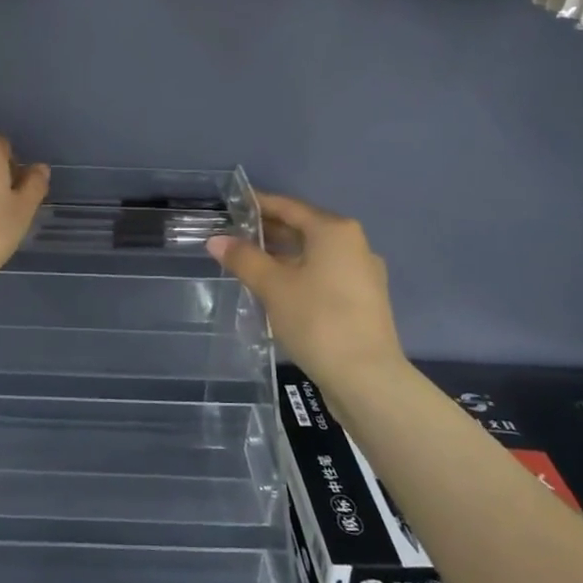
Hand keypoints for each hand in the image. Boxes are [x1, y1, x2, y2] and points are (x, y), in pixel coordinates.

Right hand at [206, 193, 403, 385]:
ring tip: (249, 264)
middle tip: (233, 237)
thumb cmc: (317, 320)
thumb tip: (216, 240)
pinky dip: (299, 274)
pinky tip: (277, 290)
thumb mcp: (272, 286)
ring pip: (314, 254)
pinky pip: (324, 274)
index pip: (288, 207)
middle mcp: (354, 244)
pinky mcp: (363, 300)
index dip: (258, 204)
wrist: (366, 378)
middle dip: (269, 232)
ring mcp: (362, 273)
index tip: (232, 205)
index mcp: (334, 231)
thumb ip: (243, 258)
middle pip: (303, 229)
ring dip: (282, 255)